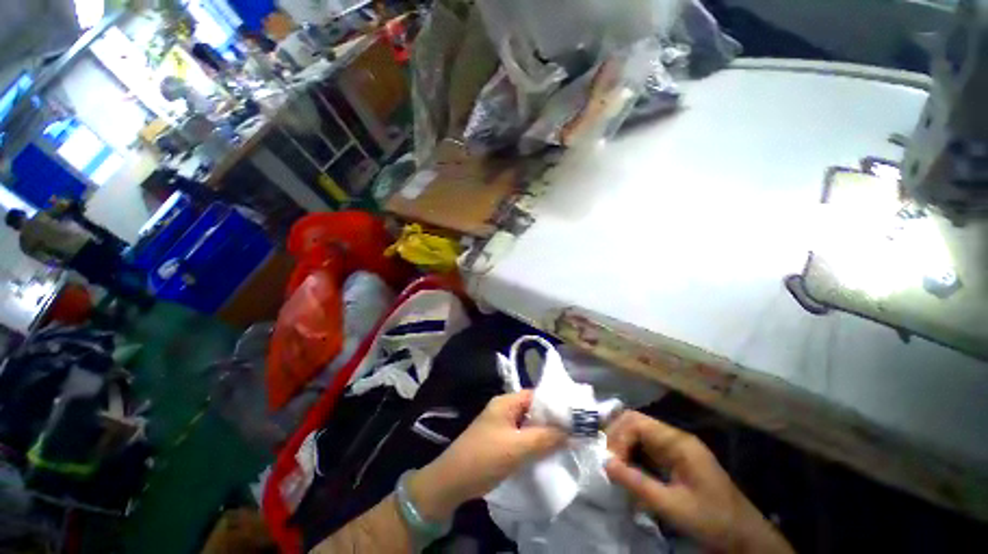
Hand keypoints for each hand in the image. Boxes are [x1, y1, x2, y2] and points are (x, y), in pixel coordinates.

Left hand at [409, 391, 565, 520]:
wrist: (452, 482)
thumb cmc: (484, 458)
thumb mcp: (517, 448)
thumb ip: (545, 438)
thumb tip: (572, 431)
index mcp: (506, 402)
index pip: (536, 395)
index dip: (555, 404)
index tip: (575, 416)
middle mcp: (504, 409)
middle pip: (533, 409)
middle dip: (552, 419)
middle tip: (574, 431)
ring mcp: (501, 425)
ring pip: (528, 424)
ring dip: (544, 432)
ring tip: (566, 441)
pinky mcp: (500, 440)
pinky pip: (522, 436)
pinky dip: (534, 441)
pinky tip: (547, 451)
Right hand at [605, 411, 792, 553]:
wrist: (745, 537)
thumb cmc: (712, 520)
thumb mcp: (673, 506)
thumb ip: (637, 483)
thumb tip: (605, 463)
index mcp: (677, 442)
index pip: (636, 422)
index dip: (617, 437)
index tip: (609, 462)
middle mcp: (674, 437)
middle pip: (635, 422)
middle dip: (616, 438)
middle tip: (608, 462)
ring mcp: (675, 447)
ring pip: (638, 434)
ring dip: (622, 447)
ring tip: (614, 468)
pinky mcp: (674, 459)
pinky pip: (645, 448)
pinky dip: (632, 456)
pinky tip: (627, 472)